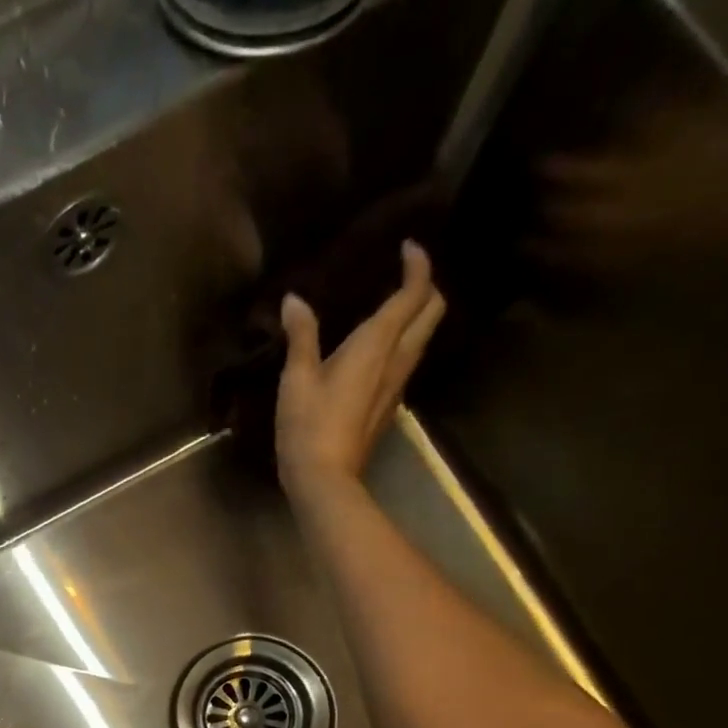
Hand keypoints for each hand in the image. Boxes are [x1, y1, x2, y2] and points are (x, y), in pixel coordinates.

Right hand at [276, 240, 445, 495]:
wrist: (325, 479)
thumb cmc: (309, 426)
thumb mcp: (297, 379)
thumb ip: (301, 336)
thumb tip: (294, 301)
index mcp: (377, 345)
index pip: (414, 294)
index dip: (418, 265)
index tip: (408, 247)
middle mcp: (397, 360)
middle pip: (432, 313)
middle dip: (426, 287)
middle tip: (404, 275)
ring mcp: (397, 386)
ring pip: (423, 338)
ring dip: (417, 316)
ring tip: (391, 306)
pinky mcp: (388, 407)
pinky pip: (406, 361)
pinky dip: (402, 342)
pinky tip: (377, 349)